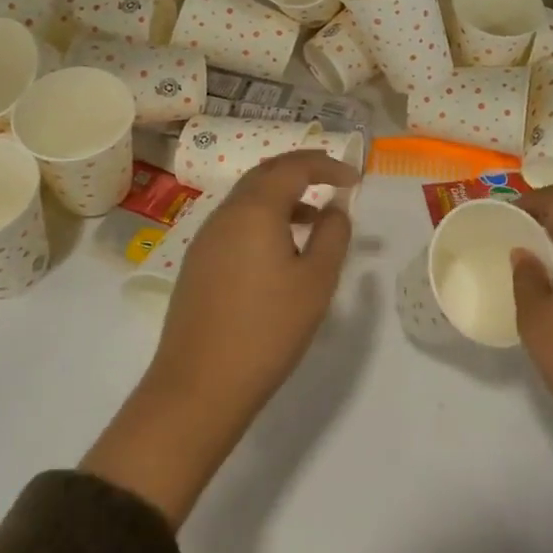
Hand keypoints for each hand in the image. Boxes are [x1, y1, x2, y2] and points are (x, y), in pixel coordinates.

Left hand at [83, 149, 358, 527]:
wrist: (198, 387)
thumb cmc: (267, 330)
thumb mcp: (316, 282)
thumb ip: (332, 235)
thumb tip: (335, 208)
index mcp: (255, 210)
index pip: (294, 167)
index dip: (327, 165)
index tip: (354, 179)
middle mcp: (225, 214)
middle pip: (266, 173)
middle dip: (302, 170)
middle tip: (333, 179)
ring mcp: (206, 238)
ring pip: (248, 198)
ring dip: (282, 196)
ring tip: (313, 218)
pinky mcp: (197, 263)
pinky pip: (236, 222)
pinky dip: (263, 218)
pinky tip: (280, 250)